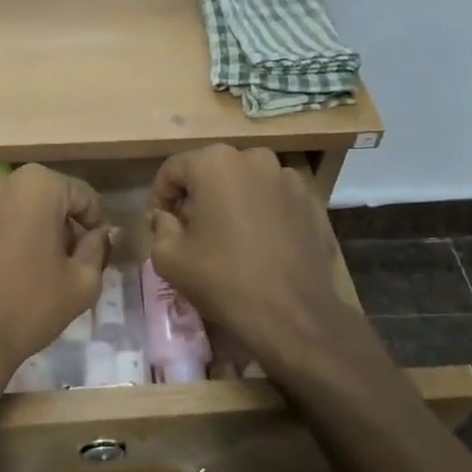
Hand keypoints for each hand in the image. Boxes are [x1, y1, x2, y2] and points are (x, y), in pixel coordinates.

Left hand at [0, 165, 109, 398]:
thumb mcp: (82, 285)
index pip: (79, 194)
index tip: (92, 247)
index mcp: (37, 187)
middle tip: (55, 259)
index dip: (92, 221)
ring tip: (12, 266)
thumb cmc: (27, 310)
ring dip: (10, 227)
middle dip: (49, 222)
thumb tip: (102, 233)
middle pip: (35, 196)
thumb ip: (97, 248)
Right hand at [148, 146, 358, 370]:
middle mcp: (255, 158)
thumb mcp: (168, 257)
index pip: (173, 170)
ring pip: (247, 184)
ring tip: (228, 237)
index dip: (160, 197)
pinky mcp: (312, 202)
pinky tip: (259, 245)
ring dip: (232, 203)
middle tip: (190, 230)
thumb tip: (165, 217)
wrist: (292, 313)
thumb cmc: (222, 279)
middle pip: (212, 171)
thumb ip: (160, 227)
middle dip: (197, 196)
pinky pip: (275, 200)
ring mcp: (289, 179)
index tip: (159, 224)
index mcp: (215, 163)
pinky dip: (262, 214)